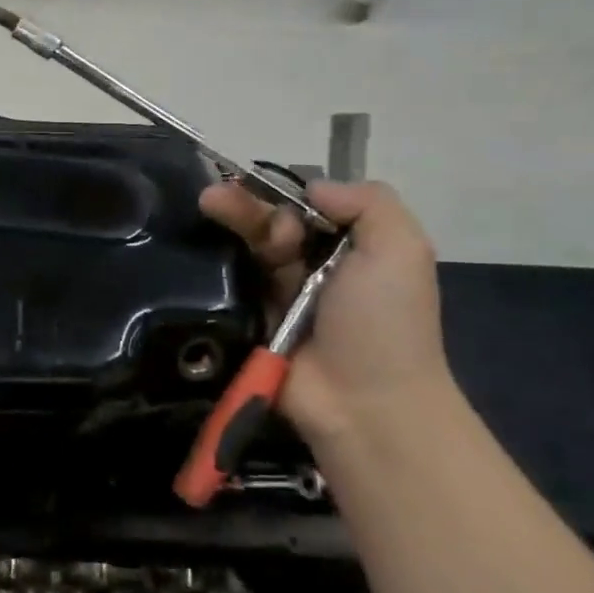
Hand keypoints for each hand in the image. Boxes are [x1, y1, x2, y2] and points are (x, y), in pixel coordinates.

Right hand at [200, 179, 455, 442]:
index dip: (282, 196)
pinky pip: (224, 286)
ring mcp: (275, 297)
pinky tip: (191, 245)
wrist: (363, 404)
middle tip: (214, 198)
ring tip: (206, 207)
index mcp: (348, 249)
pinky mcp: (246, 322)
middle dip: (245, 206)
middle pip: (269, 225)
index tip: (268, 196)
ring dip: (228, 226)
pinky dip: (209, 265)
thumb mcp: (402, 249)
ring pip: (244, 250)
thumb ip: (368, 202)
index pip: (305, 208)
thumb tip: (312, 188)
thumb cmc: (384, 323)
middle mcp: (310, 268)